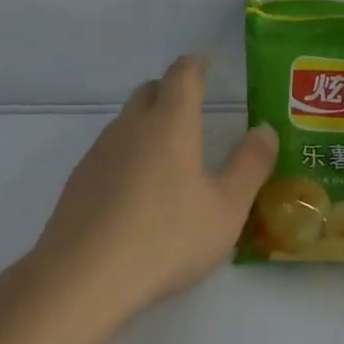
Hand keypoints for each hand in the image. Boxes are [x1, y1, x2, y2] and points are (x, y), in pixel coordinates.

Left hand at [32, 55, 276, 322]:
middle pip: (150, 90)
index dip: (196, 65)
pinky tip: (136, 191)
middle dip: (171, 91)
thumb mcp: (226, 209)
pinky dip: (128, 155)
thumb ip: (250, 166)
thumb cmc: (165, 238)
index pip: (182, 74)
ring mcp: (100, 151)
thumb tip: (265, 130)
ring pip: (127, 121)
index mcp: (170, 122)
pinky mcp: (78, 179)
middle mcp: (132, 125)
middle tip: (192, 109)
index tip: (207, 65)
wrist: (82, 277)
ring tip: (168, 154)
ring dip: (147, 123)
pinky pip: (110, 151)